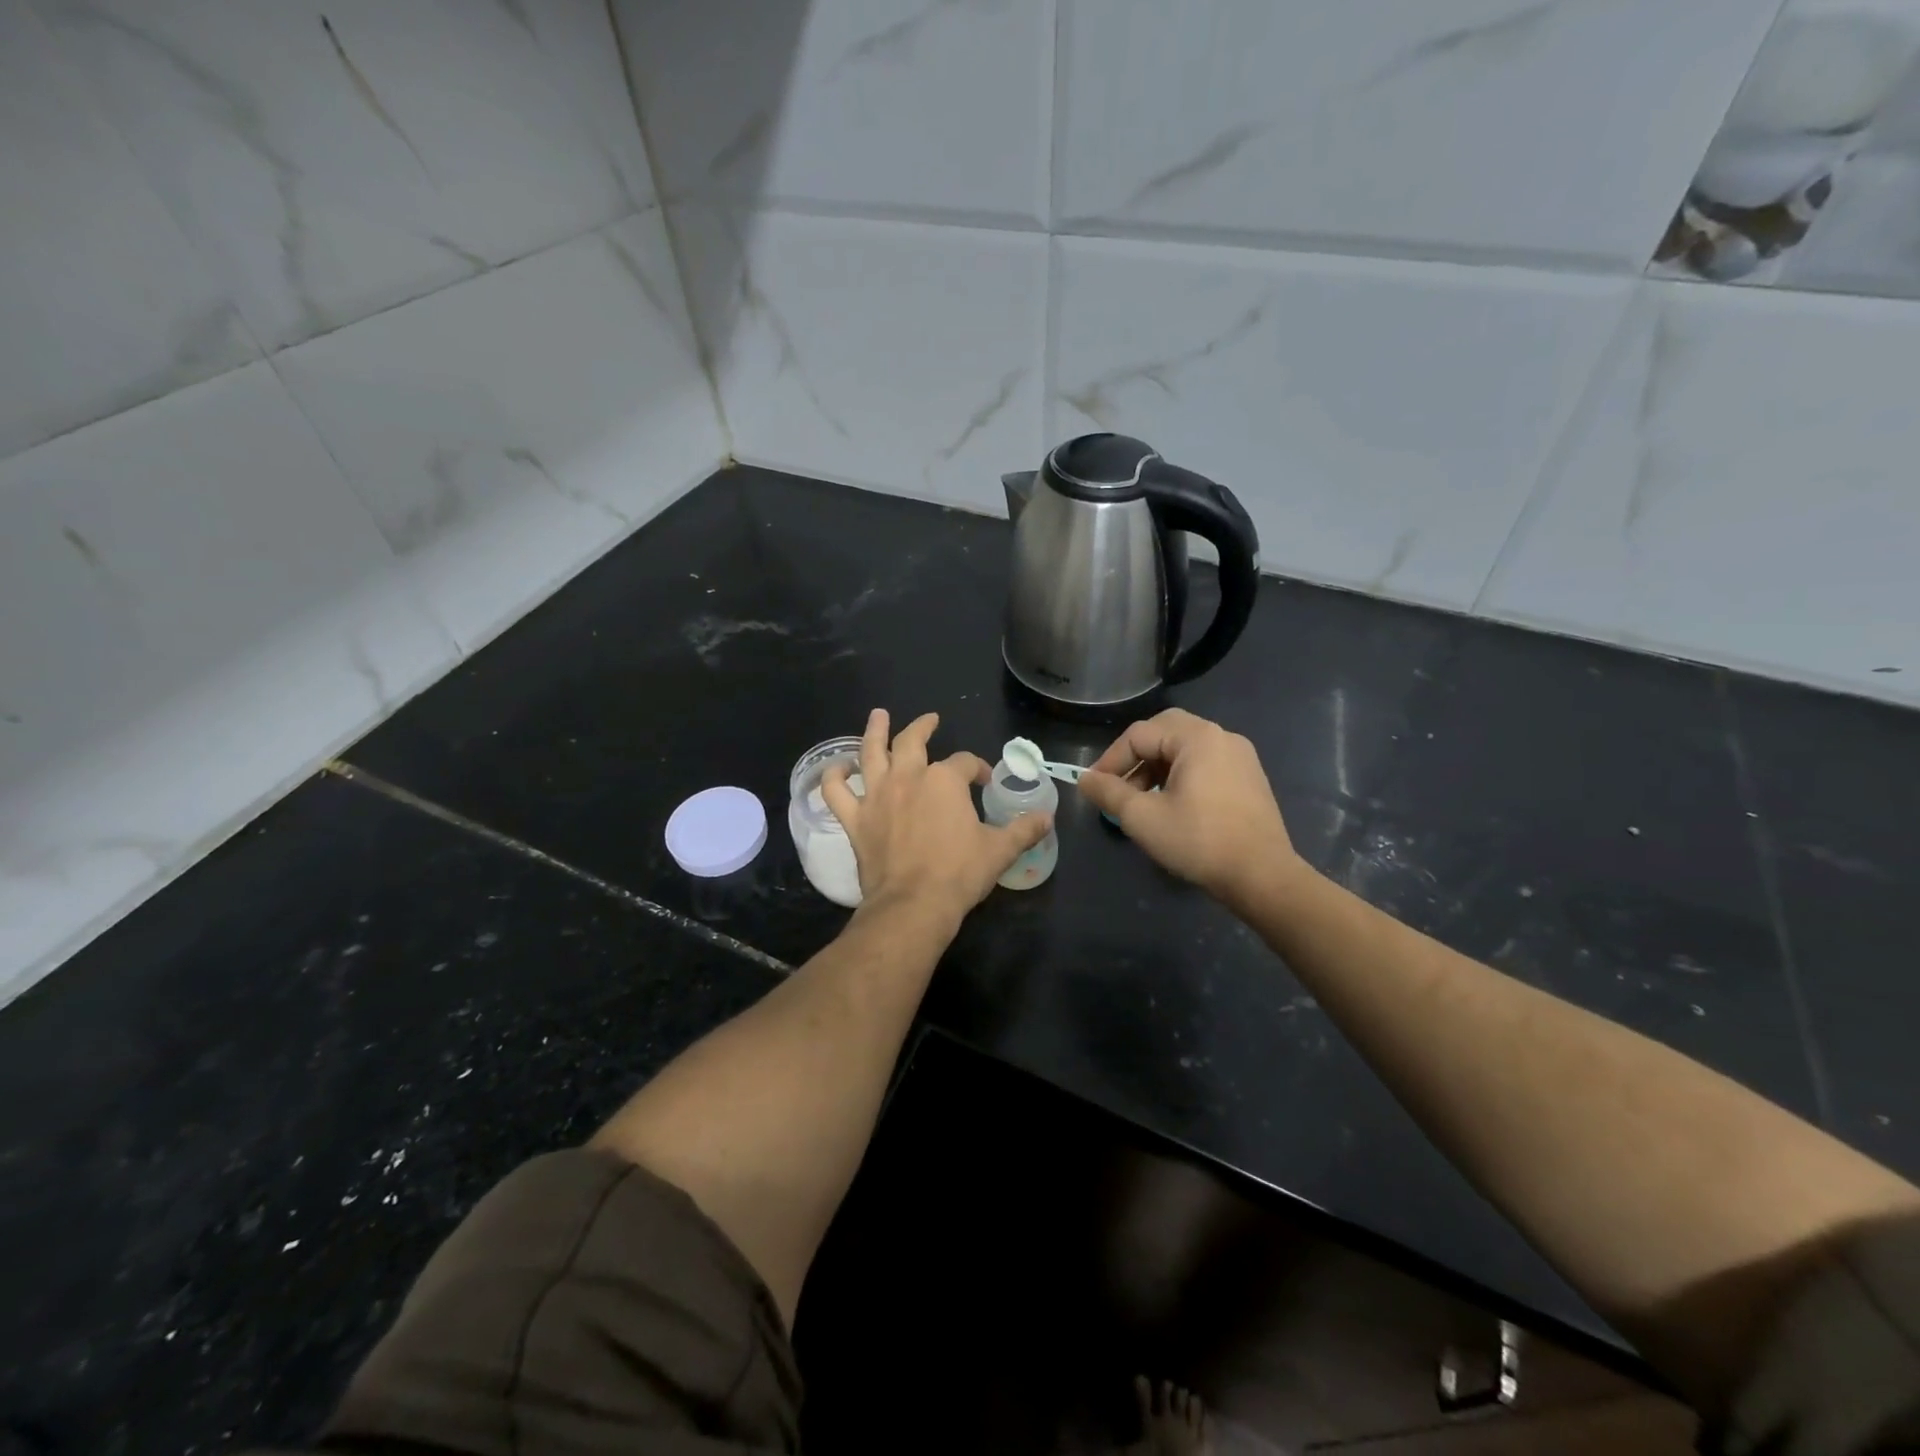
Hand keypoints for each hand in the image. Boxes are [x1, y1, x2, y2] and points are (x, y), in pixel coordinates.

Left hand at [822, 708, 1051, 924]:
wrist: (913, 905)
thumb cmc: (959, 874)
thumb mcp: (1000, 850)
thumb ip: (1024, 829)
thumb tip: (1048, 818)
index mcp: (945, 781)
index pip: (965, 763)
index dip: (978, 768)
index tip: (984, 781)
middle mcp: (908, 777)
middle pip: (913, 741)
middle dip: (923, 727)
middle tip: (930, 721)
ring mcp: (877, 795)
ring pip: (870, 752)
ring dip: (874, 731)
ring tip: (878, 716)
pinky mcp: (854, 818)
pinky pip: (835, 791)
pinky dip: (833, 776)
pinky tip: (837, 768)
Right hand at [1078, 708, 1302, 908]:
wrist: (1262, 876)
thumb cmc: (1198, 841)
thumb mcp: (1142, 817)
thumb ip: (1109, 792)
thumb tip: (1084, 779)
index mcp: (1197, 737)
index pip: (1139, 734)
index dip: (1111, 759)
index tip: (1095, 788)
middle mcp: (1221, 736)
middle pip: (1164, 731)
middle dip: (1135, 756)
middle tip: (1119, 784)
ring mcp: (1240, 756)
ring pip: (1185, 747)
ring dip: (1157, 766)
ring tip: (1142, 800)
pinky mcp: (1250, 777)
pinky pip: (1205, 762)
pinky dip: (1181, 774)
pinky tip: (1173, 804)